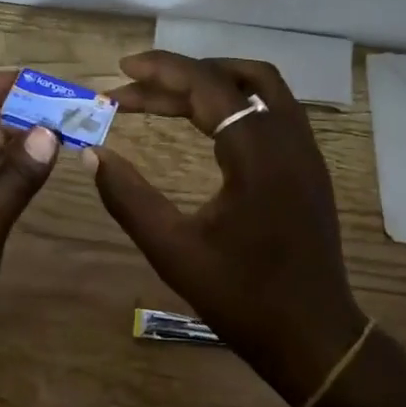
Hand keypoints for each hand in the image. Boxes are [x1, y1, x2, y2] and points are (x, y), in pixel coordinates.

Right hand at [88, 52, 365, 405]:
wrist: (312, 336)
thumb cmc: (241, 297)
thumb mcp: (173, 250)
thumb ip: (128, 197)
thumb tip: (93, 154)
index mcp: (257, 153)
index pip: (207, 86)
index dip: (161, 71)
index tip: (121, 70)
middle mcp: (289, 139)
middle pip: (233, 80)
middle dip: (179, 77)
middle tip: (132, 88)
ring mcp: (306, 152)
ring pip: (262, 88)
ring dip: (213, 82)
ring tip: (167, 92)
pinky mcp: (309, 168)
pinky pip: (273, 110)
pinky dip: (236, 102)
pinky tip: (207, 123)